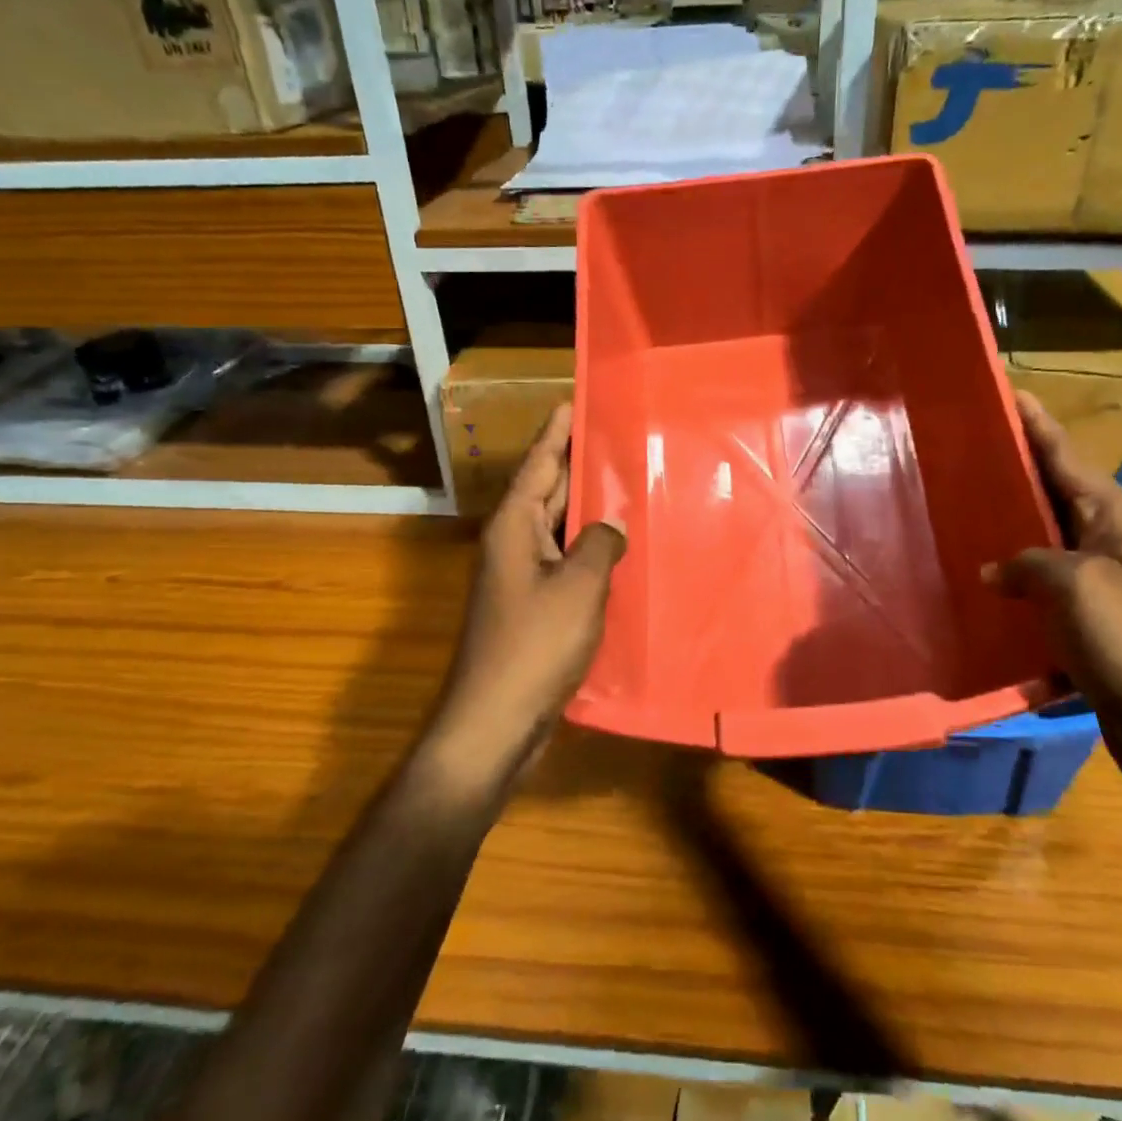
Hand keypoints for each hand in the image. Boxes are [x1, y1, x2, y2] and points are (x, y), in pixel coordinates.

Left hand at [430, 404, 625, 785]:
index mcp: (514, 526)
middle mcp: (513, 543)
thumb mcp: (579, 587)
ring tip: (627, 481)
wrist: (495, 721)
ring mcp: (522, 576)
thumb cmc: (534, 645)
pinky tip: (618, 546)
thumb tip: (611, 526)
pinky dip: (589, 547)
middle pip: (548, 489)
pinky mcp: (534, 606)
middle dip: (578, 463)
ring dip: (588, 507)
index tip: (574, 399)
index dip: (557, 431)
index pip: (539, 463)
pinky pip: (565, 560)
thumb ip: (600, 544)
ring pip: (559, 527)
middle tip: (616, 435)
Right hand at [986, 391, 1121, 810]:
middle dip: (1013, 471)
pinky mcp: (1087, 624)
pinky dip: (1011, 582)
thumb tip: (994, 569)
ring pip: (1041, 543)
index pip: (1066, 457)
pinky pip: (1039, 589)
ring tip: (956, 513)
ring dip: (1006, 529)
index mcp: (1114, 521)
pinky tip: (975, 587)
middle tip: (961, 450)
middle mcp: (1108, 544)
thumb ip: (1028, 563)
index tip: (1005, 391)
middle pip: (1052, 494)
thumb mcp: (1075, 587)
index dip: (1036, 424)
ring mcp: (1098, 586)